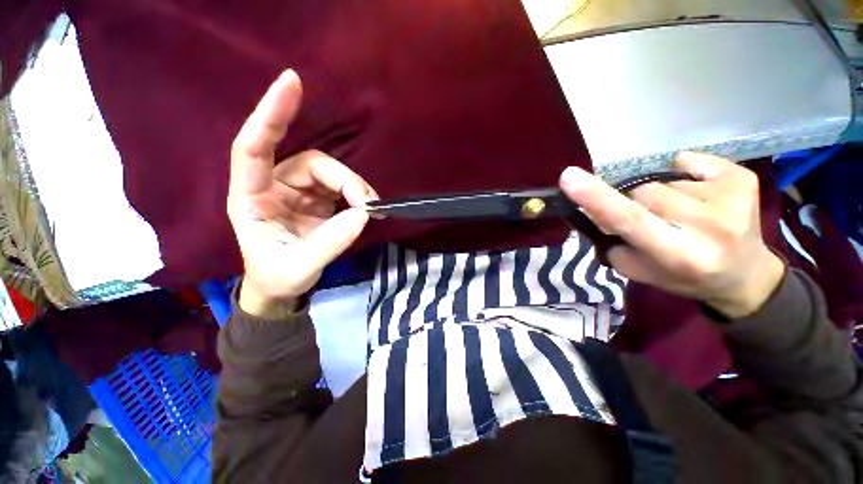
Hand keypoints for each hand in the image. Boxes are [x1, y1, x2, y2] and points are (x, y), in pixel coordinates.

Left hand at [228, 70, 377, 317]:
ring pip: (330, 174)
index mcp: (252, 198)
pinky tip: (369, 208)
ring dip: (354, 188)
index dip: (272, 114)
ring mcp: (298, 192)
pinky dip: (357, 195)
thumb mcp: (300, 267)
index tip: (292, 82)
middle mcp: (273, 186)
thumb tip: (364, 214)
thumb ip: (330, 243)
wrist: (282, 286)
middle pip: (313, 164)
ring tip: (372, 209)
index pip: (254, 147)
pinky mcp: (317, 200)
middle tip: (369, 204)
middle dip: (345, 180)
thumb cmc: (278, 276)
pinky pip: (340, 188)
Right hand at [559, 153, 783, 318]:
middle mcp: (709, 227)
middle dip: (633, 203)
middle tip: (651, 221)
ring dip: (658, 195)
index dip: (596, 198)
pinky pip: (689, 161)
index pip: (629, 220)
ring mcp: (732, 199)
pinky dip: (683, 174)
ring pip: (662, 181)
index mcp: (679, 255)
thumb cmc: (683, 276)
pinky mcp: (744, 178)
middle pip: (642, 193)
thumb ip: (613, 241)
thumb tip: (597, 211)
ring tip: (679, 213)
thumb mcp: (638, 270)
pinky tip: (698, 194)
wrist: (744, 275)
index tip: (568, 177)